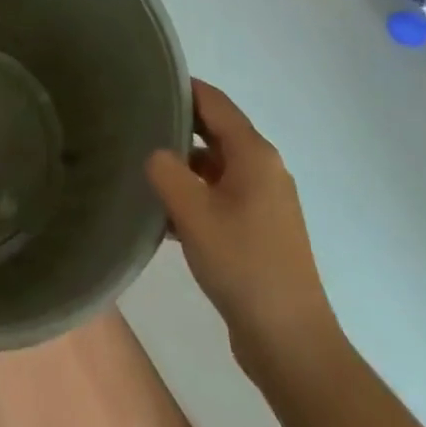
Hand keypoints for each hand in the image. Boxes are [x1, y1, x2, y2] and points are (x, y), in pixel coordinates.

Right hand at [146, 79, 333, 358]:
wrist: (291, 343)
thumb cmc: (243, 266)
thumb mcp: (193, 213)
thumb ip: (166, 172)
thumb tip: (155, 155)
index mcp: (254, 154)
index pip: (214, 102)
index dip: (182, 88)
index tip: (145, 83)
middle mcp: (263, 169)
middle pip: (214, 132)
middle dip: (176, 126)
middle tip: (134, 124)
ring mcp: (264, 201)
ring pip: (215, 167)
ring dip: (182, 166)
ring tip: (140, 168)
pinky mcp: (259, 231)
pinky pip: (220, 196)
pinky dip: (194, 196)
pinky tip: (163, 215)